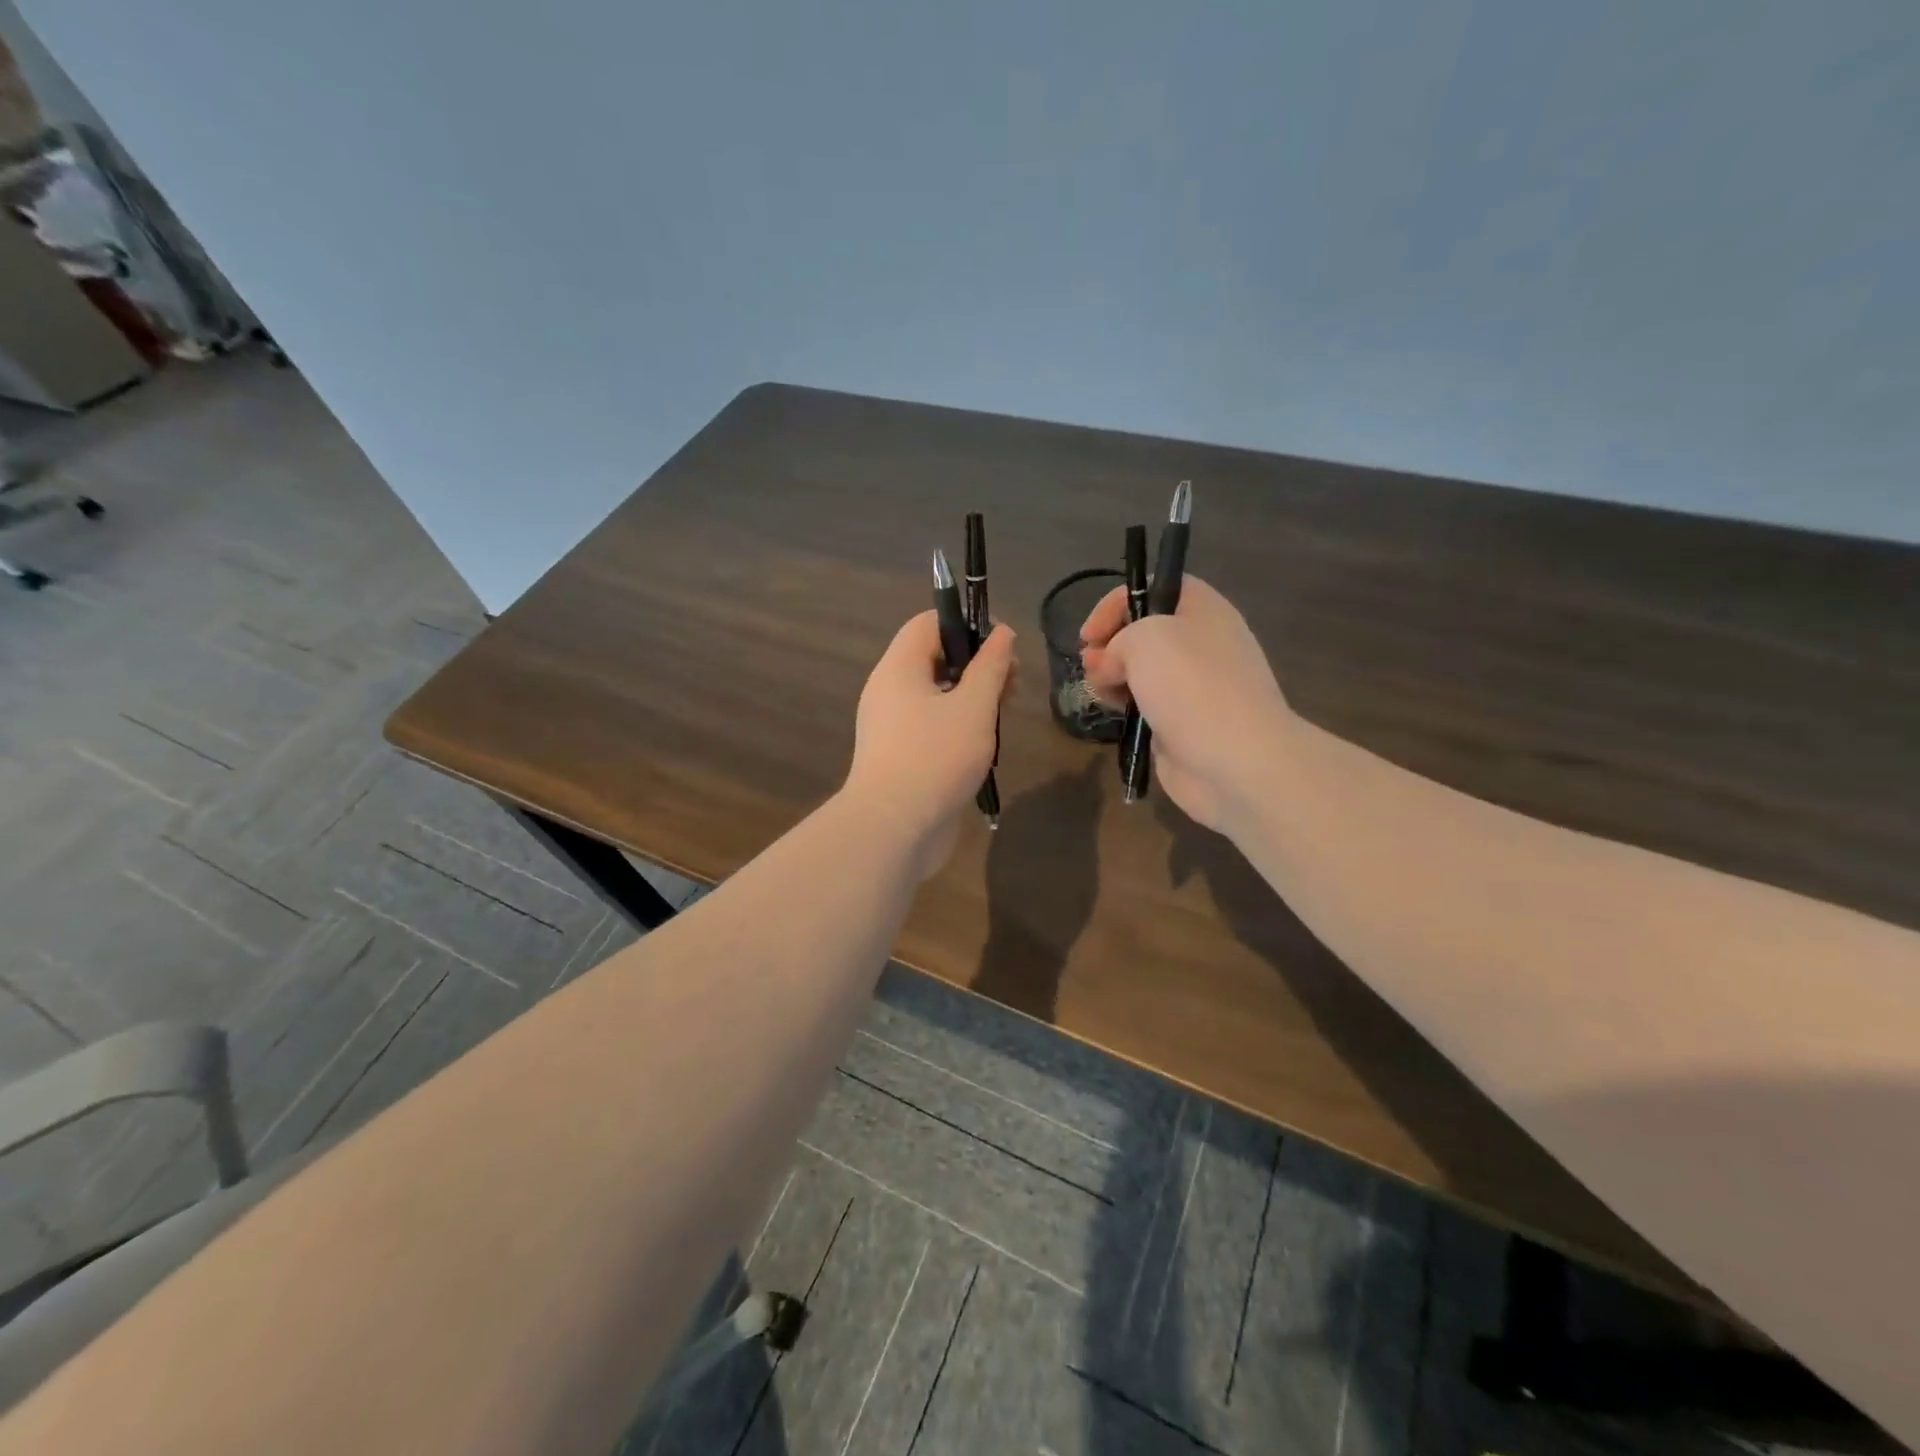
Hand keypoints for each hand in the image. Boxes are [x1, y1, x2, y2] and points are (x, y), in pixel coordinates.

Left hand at [845, 611, 1015, 876]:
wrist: (894, 829)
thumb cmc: (936, 757)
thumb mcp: (974, 706)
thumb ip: (991, 666)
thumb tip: (1002, 633)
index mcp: (899, 668)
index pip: (928, 623)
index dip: (966, 622)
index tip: (1001, 645)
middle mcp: (889, 691)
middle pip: (935, 658)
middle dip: (977, 664)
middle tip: (1012, 683)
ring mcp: (892, 726)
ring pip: (936, 695)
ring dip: (972, 697)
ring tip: (1004, 712)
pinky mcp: (900, 756)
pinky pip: (931, 726)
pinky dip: (959, 725)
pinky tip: (985, 742)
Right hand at [1080, 577, 1290, 836]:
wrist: (1237, 761)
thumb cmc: (1193, 686)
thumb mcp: (1145, 638)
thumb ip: (1118, 640)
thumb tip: (1112, 667)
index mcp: (1203, 610)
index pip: (1155, 587)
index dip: (1116, 603)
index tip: (1089, 635)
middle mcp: (1202, 643)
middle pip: (1144, 631)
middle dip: (1109, 646)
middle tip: (1092, 667)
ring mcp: (1195, 687)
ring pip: (1141, 672)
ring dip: (1113, 679)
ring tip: (1103, 696)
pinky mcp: (1185, 724)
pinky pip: (1147, 706)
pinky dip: (1128, 709)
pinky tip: (1117, 718)